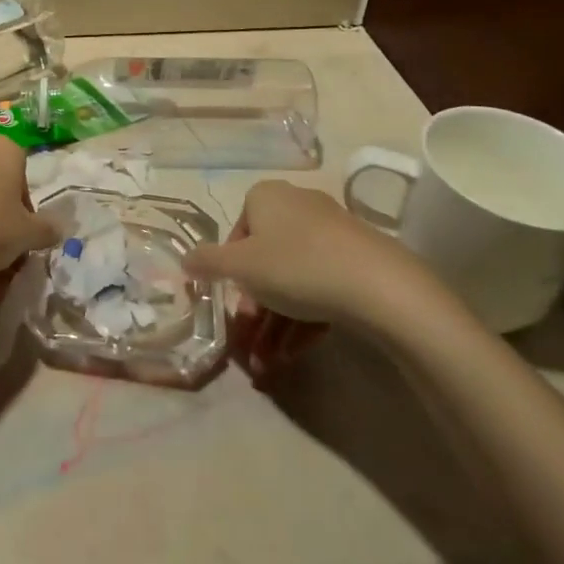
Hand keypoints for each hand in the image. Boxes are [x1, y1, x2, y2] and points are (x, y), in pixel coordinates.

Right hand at [183, 180, 454, 376]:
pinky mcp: (356, 259)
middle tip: (249, 341)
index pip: (236, 233)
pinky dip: (304, 320)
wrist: (378, 285)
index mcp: (265, 197)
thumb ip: (207, 263)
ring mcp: (330, 232)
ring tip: (269, 366)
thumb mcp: (239, 267)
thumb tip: (185, 260)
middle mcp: (296, 206)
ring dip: (275, 324)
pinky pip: (320, 287)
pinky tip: (295, 355)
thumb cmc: (295, 266)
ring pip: (292, 280)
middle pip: (265, 261)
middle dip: (255, 308)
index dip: (230, 273)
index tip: (233, 303)